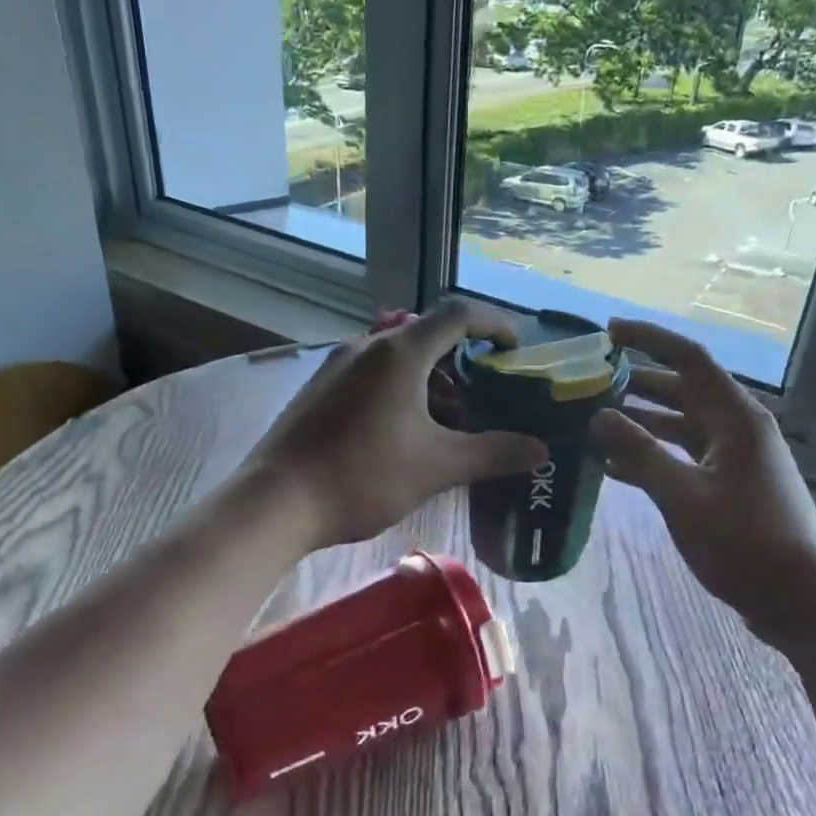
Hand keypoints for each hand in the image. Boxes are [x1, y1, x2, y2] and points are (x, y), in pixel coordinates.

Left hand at [243, 299, 549, 549]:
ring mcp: (336, 366)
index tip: (515, 348)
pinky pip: (371, 375)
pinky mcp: (319, 389)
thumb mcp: (438, 466)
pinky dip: (400, 391)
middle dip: (462, 362)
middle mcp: (366, 346)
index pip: (458, 313)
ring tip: (447, 424)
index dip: (494, 323)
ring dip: (430, 381)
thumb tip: (540, 449)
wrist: (275, 502)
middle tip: (484, 398)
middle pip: (427, 335)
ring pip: (397, 358)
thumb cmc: (363, 476)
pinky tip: (403, 434)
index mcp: (400, 352)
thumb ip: (493, 453)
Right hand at [589, 319, 815, 636]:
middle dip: (636, 382)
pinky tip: (615, 469)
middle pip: (682, 389)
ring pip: (680, 425)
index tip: (608, 332)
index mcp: (735, 417)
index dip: (648, 338)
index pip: (688, 357)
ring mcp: (735, 458)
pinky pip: (684, 456)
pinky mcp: (730, 486)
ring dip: (641, 422)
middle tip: (589, 381)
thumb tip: (598, 416)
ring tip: (594, 422)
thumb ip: (639, 453)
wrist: (802, 602)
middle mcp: (737, 427)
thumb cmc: (746, 542)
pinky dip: (652, 456)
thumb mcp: (684, 496)